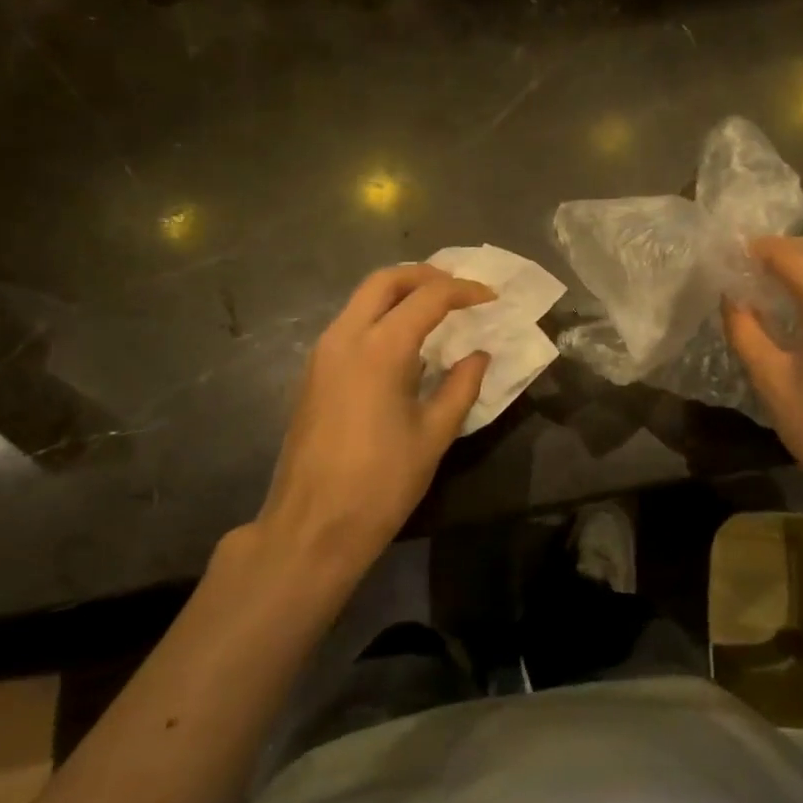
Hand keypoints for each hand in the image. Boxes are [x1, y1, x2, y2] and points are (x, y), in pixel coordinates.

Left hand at [249, 264, 491, 585]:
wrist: (311, 527)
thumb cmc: (381, 483)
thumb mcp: (433, 435)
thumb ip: (461, 387)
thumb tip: (479, 356)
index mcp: (380, 348)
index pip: (428, 297)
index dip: (464, 291)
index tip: (491, 297)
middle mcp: (345, 337)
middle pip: (385, 281)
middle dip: (424, 275)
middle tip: (458, 288)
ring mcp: (322, 354)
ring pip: (361, 299)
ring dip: (399, 293)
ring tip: (435, 309)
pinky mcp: (312, 373)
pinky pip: (349, 324)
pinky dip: (379, 316)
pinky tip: (402, 343)